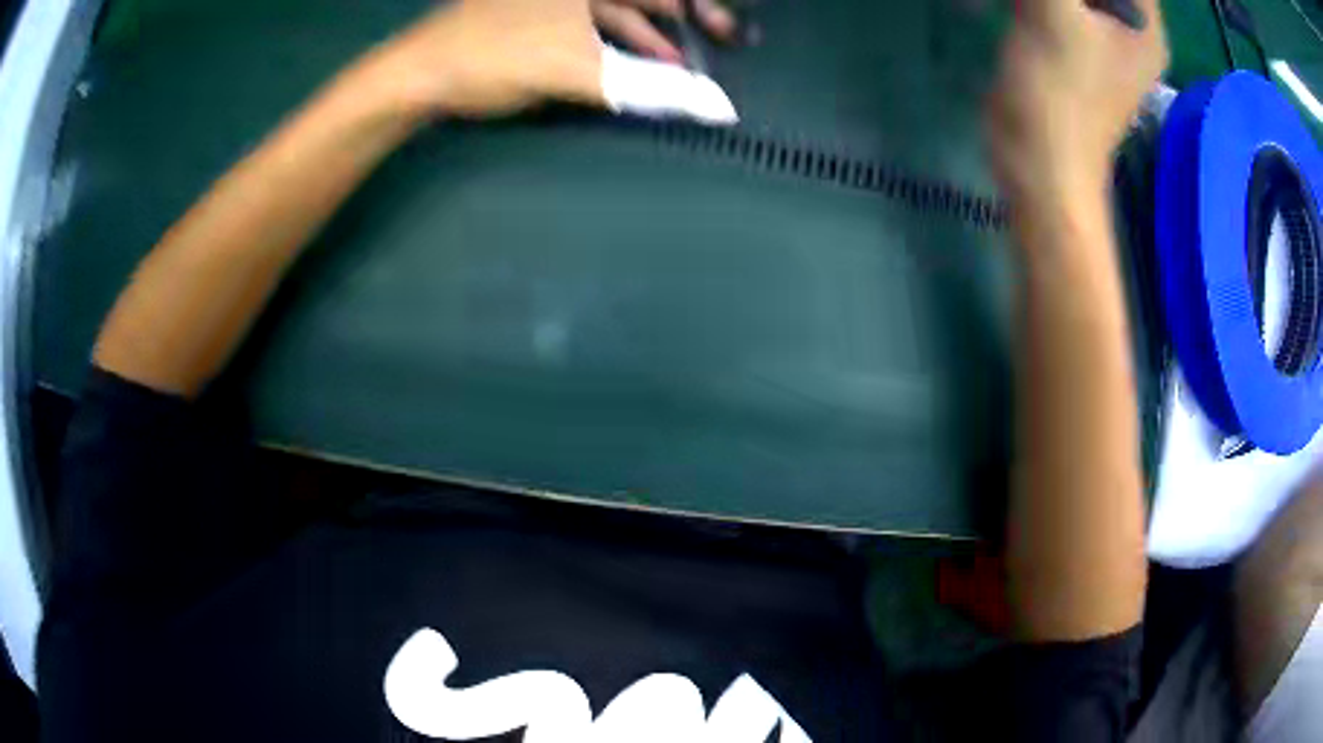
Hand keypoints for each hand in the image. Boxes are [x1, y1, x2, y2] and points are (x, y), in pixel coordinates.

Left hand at [350, 0, 737, 123]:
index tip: (728, 28)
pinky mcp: (534, 15)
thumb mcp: (580, 71)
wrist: (419, 74)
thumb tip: (720, 108)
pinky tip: (628, 65)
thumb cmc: (496, 57)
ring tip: (677, 66)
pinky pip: (589, 22)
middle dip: (681, 17)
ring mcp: (551, 0)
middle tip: (719, 39)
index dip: (701, 7)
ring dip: (648, 36)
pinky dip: (614, 42)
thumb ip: (651, 89)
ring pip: (615, 9)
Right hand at [985, 0, 1166, 209]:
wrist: (1041, 164)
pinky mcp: (1077, 43)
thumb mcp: (1053, 13)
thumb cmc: (1059, 92)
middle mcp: (1132, 26)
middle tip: (1047, 1)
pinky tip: (1022, 4)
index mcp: (1144, 21)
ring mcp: (1105, 36)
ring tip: (1034, 5)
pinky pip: (1064, 1)